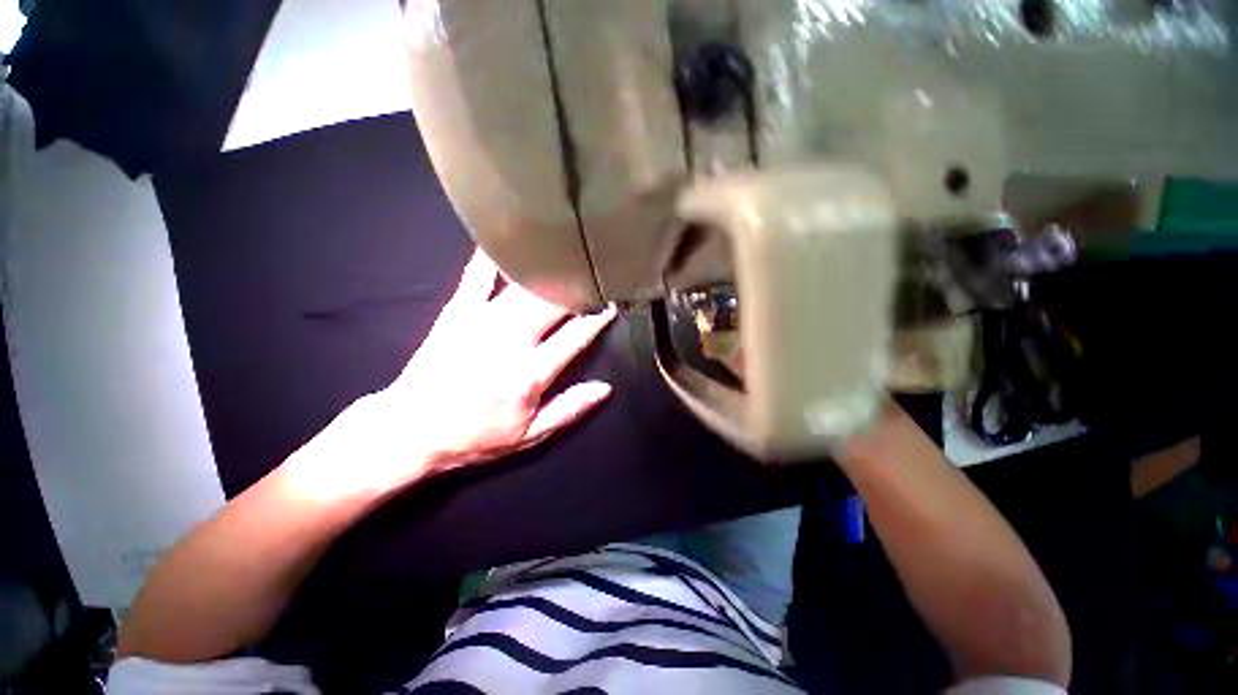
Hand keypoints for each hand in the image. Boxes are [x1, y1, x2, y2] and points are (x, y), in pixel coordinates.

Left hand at [304, 249, 615, 496]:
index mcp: (530, 373)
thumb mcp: (529, 435)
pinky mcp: (456, 311)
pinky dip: (493, 256)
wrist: (410, 430)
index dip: (598, 317)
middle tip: (595, 269)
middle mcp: (510, 341)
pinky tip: (507, 239)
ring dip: (548, 269)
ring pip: (522, 286)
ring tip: (567, 252)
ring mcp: (481, 322)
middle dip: (578, 285)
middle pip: (552, 303)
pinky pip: (476, 276)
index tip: (613, 300)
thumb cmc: (475, 436)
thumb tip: (605, 388)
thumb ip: (569, 409)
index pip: (575, 336)